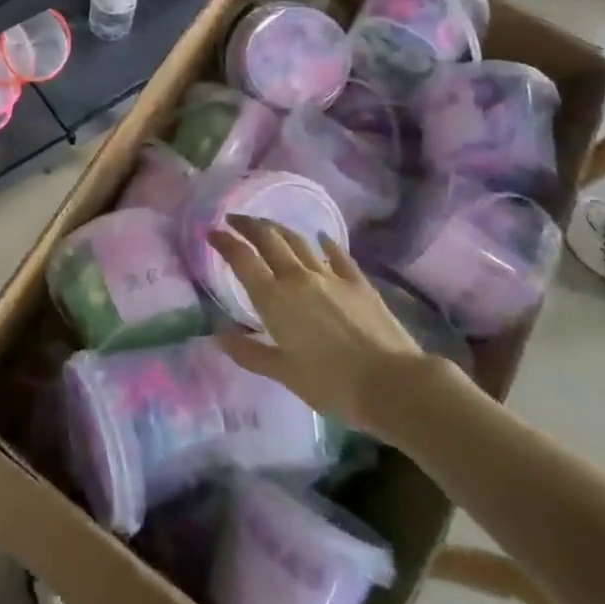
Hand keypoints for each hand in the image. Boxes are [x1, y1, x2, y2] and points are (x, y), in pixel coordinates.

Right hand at [210, 217, 430, 436]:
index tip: (211, 231)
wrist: (393, 384)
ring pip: (298, 241)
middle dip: (248, 225)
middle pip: (268, 239)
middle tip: (234, 219)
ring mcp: (331, 276)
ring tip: (267, 225)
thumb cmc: (331, 384)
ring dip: (279, 228)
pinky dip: (325, 243)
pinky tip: (321, 237)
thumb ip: (249, 352)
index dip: (224, 241)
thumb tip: (216, 336)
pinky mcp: (358, 282)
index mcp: (274, 299)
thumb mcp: (283, 373)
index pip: (242, 259)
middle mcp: (298, 278)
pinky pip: (337, 254)